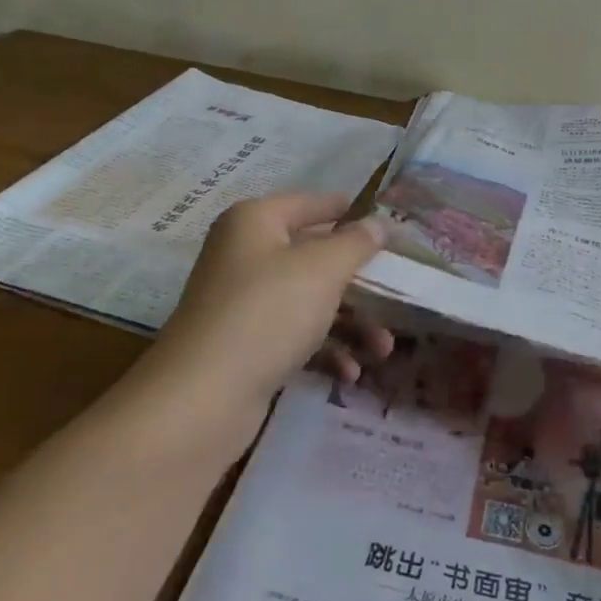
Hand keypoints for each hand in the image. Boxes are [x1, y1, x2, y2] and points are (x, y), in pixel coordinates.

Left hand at [145, 193, 392, 430]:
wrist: (203, 397)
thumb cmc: (269, 312)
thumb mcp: (323, 269)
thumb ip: (356, 242)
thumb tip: (377, 223)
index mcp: (256, 222)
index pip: (312, 204)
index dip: (351, 213)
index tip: (390, 228)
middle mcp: (246, 254)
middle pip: (315, 257)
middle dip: (360, 283)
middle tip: (396, 297)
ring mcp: (244, 302)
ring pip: (310, 300)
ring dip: (351, 323)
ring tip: (383, 351)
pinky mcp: (246, 344)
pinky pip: (295, 335)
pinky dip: (325, 350)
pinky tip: (349, 373)